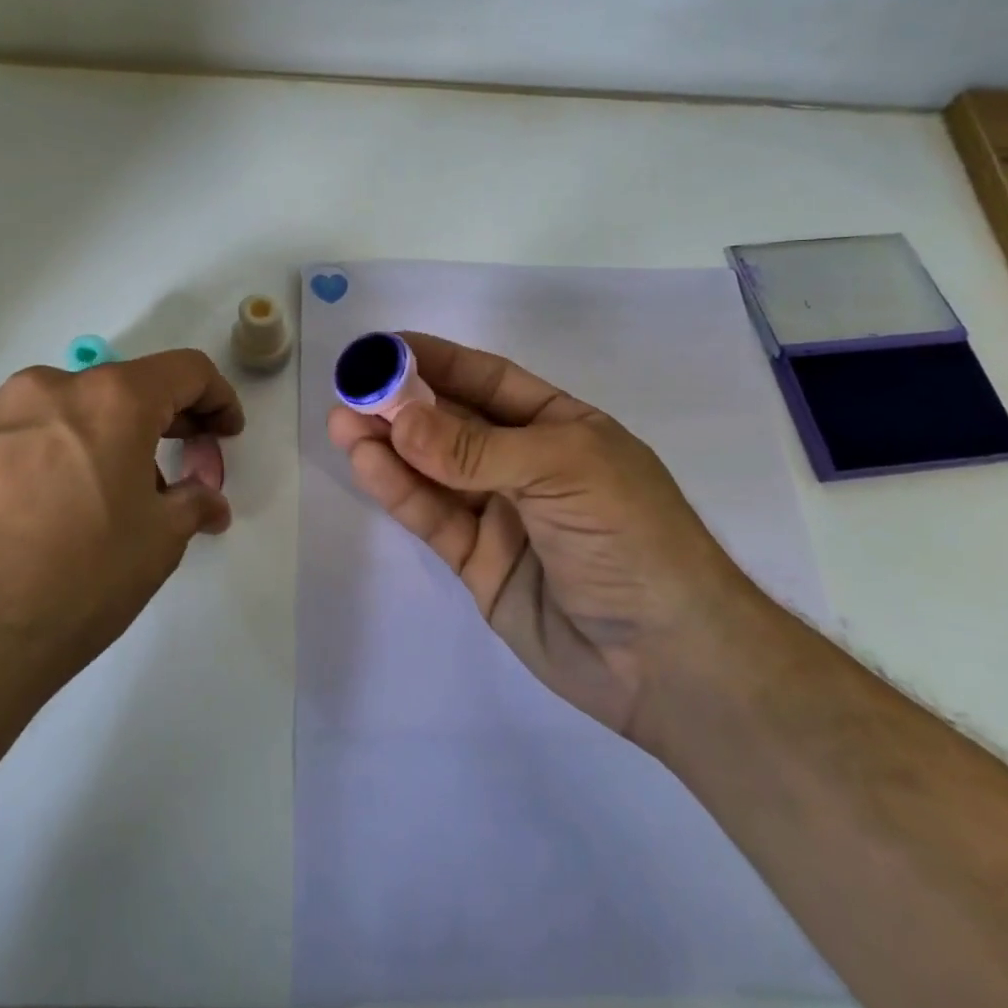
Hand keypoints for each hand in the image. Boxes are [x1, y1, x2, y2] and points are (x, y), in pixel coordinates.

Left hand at [0, 350, 242, 762]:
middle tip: (183, 470)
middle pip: (126, 387)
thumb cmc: (76, 580)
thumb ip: (193, 503)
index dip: (218, 399)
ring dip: (108, 440)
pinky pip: (27, 436)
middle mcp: (50, 388)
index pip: (186, 371)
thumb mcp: (158, 542)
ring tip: (113, 501)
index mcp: (111, 398)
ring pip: (72, 411)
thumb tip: (207, 501)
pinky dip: (59, 455)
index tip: (225, 436)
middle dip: (166, 422)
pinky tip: (55, 511)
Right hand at [328, 333, 745, 736]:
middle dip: (403, 404)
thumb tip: (400, 419)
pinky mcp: (479, 563)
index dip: (437, 362)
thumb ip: (476, 449)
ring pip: (434, 471)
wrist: (666, 659)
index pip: (489, 382)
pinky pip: (434, 518)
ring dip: (389, 445)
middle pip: (454, 424)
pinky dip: (400, 491)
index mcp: (561, 428)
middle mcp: (527, 465)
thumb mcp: (563, 470)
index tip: (384, 348)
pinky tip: (367, 463)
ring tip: (342, 422)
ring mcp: (501, 515)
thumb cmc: (631, 538)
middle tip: (350, 388)